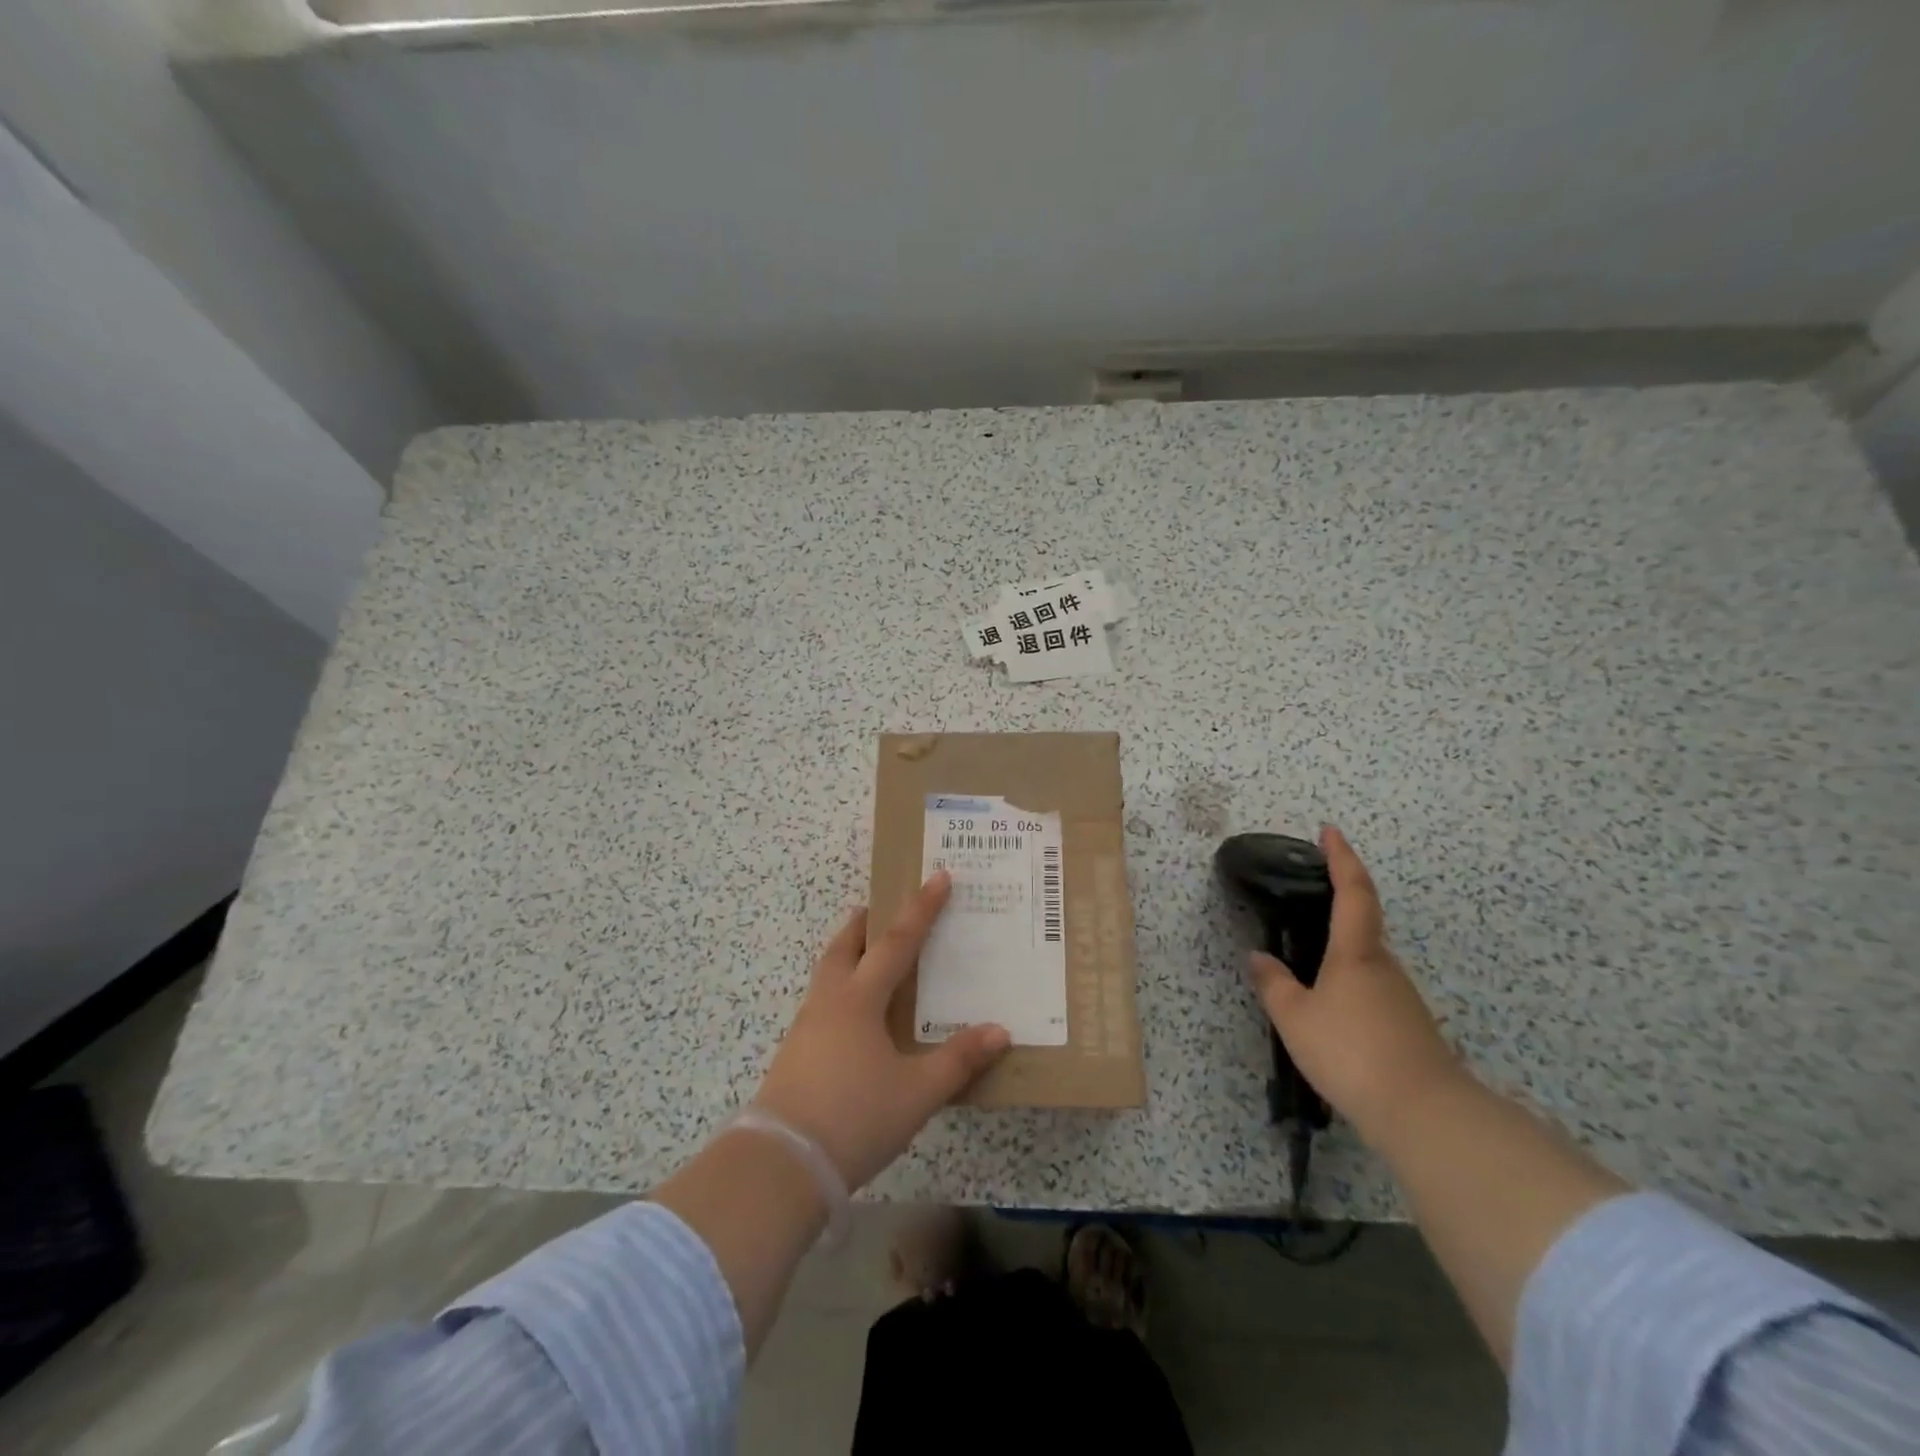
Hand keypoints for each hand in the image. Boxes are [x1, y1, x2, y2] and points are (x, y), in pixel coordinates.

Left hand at [752, 872, 1010, 1190]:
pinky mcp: (795, 1053)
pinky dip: (840, 988)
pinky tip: (853, 1015)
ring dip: (848, 953)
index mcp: (860, 999)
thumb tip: (1000, 1031)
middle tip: (880, 907)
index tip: (938, 876)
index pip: (897, 942)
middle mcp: (830, 1001)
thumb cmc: (855, 1117)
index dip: (921, 908)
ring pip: (828, 973)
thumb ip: (958, 1060)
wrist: (781, 1164)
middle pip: (845, 946)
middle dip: (865, 923)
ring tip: (867, 955)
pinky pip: (822, 1001)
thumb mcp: (917, 1092)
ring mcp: (806, 1026)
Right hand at [1247, 826, 1463, 1145]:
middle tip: (1304, 900)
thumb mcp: (1295, 1018)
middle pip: (1363, 923)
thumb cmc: (1351, 1052)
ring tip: (1305, 965)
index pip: (1352, 891)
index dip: (1341, 858)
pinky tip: (1330, 1010)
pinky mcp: (1409, 1025)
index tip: (1330, 831)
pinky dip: (1348, 984)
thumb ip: (1273, 984)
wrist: (1423, 1113)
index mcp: (1356, 952)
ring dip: (1339, 952)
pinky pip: (1372, 989)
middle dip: (1337, 905)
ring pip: (1366, 960)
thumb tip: (1258, 957)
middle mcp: (1384, 966)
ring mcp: (1401, 996)